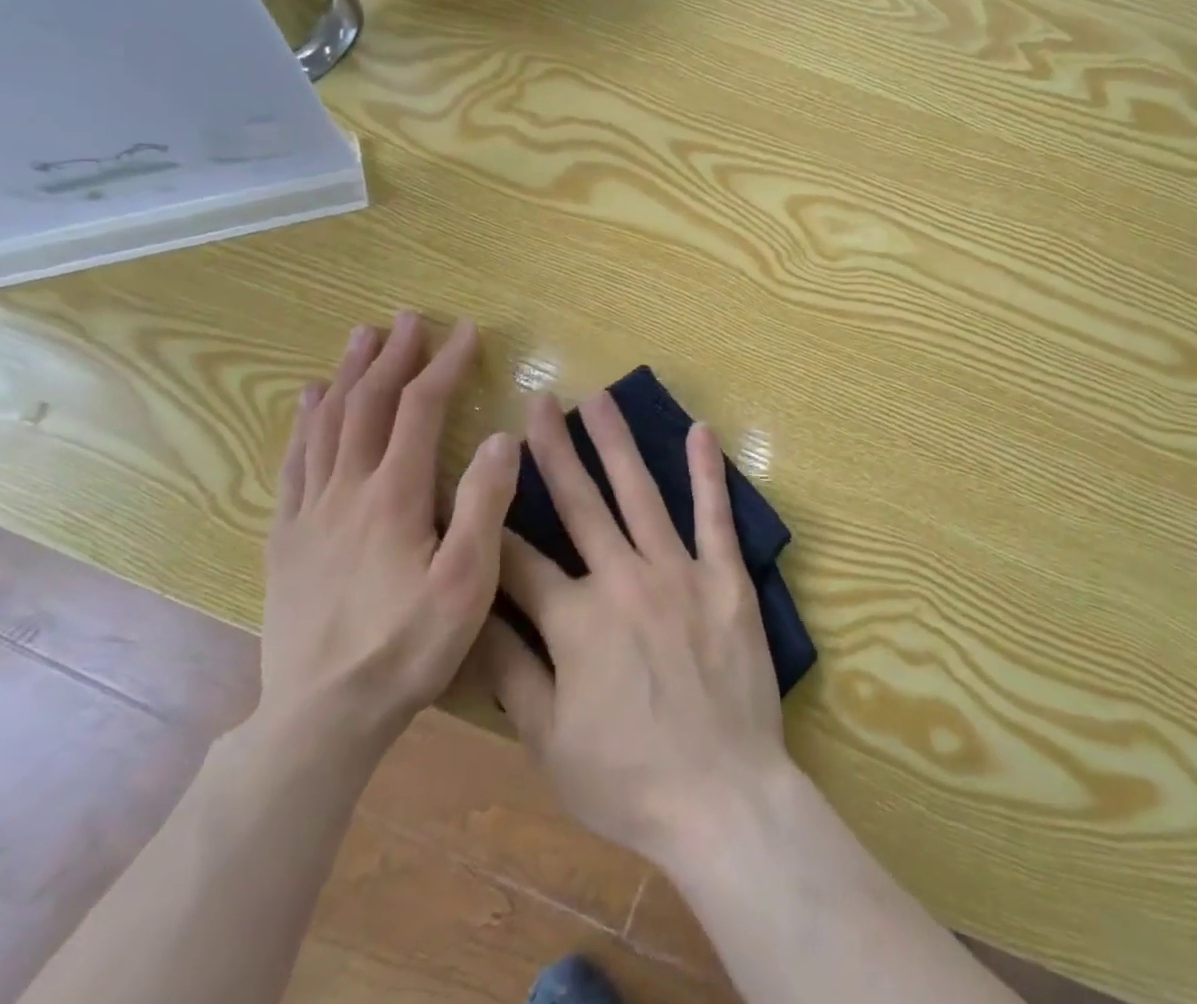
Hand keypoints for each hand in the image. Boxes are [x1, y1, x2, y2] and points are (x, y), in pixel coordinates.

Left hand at [260, 312, 519, 750]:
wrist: (320, 719)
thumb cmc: (406, 649)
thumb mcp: (466, 584)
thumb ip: (485, 506)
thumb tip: (502, 437)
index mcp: (394, 497)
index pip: (420, 410)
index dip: (444, 366)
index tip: (467, 332)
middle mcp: (347, 490)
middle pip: (369, 405)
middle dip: (392, 356)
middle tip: (408, 318)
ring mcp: (310, 512)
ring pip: (327, 425)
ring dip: (348, 375)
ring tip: (361, 338)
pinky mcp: (286, 538)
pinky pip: (294, 463)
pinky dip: (304, 423)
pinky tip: (308, 401)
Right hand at [472, 391, 791, 871]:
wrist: (723, 797)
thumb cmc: (630, 780)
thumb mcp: (550, 742)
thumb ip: (511, 673)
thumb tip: (471, 617)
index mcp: (574, 620)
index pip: (518, 559)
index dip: (489, 521)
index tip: (473, 480)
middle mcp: (623, 579)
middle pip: (579, 504)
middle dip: (552, 451)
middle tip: (538, 402)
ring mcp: (679, 571)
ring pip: (640, 494)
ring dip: (617, 443)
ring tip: (599, 398)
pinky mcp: (725, 577)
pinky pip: (715, 515)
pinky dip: (707, 472)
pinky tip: (700, 431)